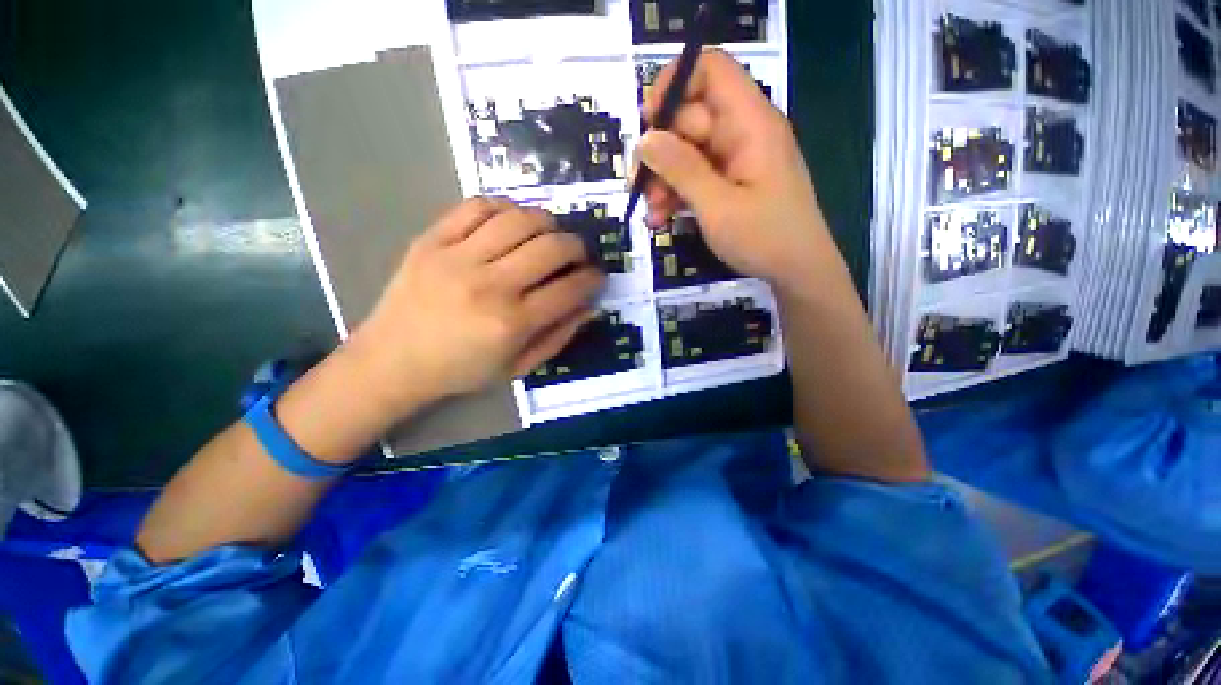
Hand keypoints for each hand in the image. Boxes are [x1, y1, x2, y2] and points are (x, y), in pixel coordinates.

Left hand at [347, 198, 604, 415]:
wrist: (392, 361)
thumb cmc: (461, 371)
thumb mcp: (518, 367)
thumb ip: (559, 337)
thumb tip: (590, 307)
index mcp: (511, 323)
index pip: (569, 289)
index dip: (593, 279)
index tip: (597, 277)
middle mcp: (489, 285)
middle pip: (551, 247)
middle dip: (577, 247)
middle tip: (578, 255)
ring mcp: (457, 257)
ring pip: (519, 219)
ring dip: (547, 222)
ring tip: (550, 235)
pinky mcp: (431, 240)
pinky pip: (477, 206)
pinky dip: (505, 208)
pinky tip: (512, 222)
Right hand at [639, 50, 834, 289]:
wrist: (796, 270)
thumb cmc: (764, 237)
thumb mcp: (717, 205)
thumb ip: (681, 169)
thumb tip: (645, 138)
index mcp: (750, 123)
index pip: (710, 70)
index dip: (674, 84)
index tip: (647, 122)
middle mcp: (742, 132)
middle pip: (689, 118)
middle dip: (659, 153)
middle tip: (639, 188)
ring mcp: (735, 159)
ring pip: (686, 152)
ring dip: (663, 181)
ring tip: (653, 214)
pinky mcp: (729, 182)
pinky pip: (694, 176)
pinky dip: (675, 194)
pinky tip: (661, 219)